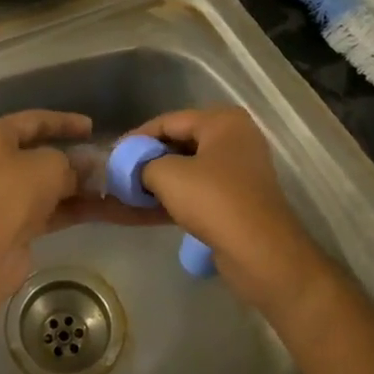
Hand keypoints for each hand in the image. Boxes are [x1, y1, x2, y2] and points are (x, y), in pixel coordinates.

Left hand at [0, 110, 158, 313]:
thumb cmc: (14, 191)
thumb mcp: (52, 165)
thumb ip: (74, 163)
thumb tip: (90, 167)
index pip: (34, 121)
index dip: (65, 121)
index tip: (92, 127)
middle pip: (40, 155)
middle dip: (75, 159)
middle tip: (104, 160)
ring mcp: (3, 196)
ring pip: (47, 185)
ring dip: (79, 186)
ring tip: (112, 186)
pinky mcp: (14, 225)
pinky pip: (49, 210)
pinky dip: (73, 208)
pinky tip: (104, 209)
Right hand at [130, 106, 331, 317]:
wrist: (260, 253)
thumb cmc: (214, 200)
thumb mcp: (167, 175)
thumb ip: (143, 163)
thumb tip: (131, 167)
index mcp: (223, 122)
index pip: (169, 121)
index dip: (138, 137)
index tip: (112, 154)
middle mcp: (234, 140)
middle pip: (179, 143)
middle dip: (147, 160)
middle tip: (119, 173)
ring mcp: (238, 171)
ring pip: (187, 170)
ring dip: (157, 182)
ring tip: (126, 193)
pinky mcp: (236, 200)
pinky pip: (197, 191)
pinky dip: (172, 198)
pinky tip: (144, 210)